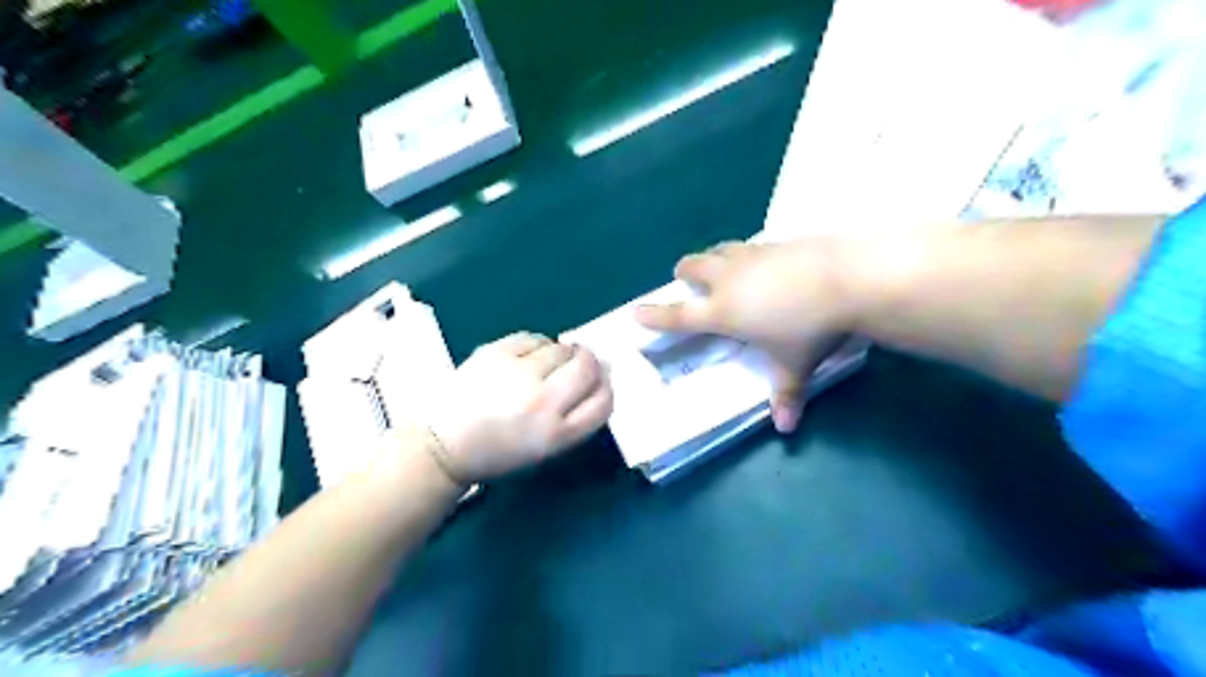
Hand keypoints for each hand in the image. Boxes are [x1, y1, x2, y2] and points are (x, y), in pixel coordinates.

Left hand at [423, 330, 612, 480]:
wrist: (445, 444)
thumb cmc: (500, 452)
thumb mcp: (547, 446)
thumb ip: (577, 414)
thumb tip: (602, 371)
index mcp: (557, 434)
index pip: (603, 401)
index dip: (607, 387)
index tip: (599, 382)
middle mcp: (543, 402)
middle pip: (588, 368)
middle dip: (590, 362)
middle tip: (578, 363)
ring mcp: (518, 374)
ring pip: (561, 348)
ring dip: (563, 352)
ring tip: (547, 364)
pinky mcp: (496, 353)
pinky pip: (533, 338)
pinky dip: (537, 344)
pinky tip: (527, 357)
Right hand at [634, 237, 861, 434]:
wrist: (847, 278)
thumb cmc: (810, 328)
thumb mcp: (795, 366)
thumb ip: (787, 395)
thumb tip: (787, 428)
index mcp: (723, 311)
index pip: (678, 315)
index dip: (654, 315)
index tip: (636, 312)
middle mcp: (728, 279)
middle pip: (691, 266)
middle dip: (684, 273)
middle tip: (689, 284)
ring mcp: (751, 255)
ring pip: (717, 249)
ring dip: (712, 259)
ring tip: (721, 270)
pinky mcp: (775, 242)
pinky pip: (748, 245)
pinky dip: (745, 255)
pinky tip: (763, 265)